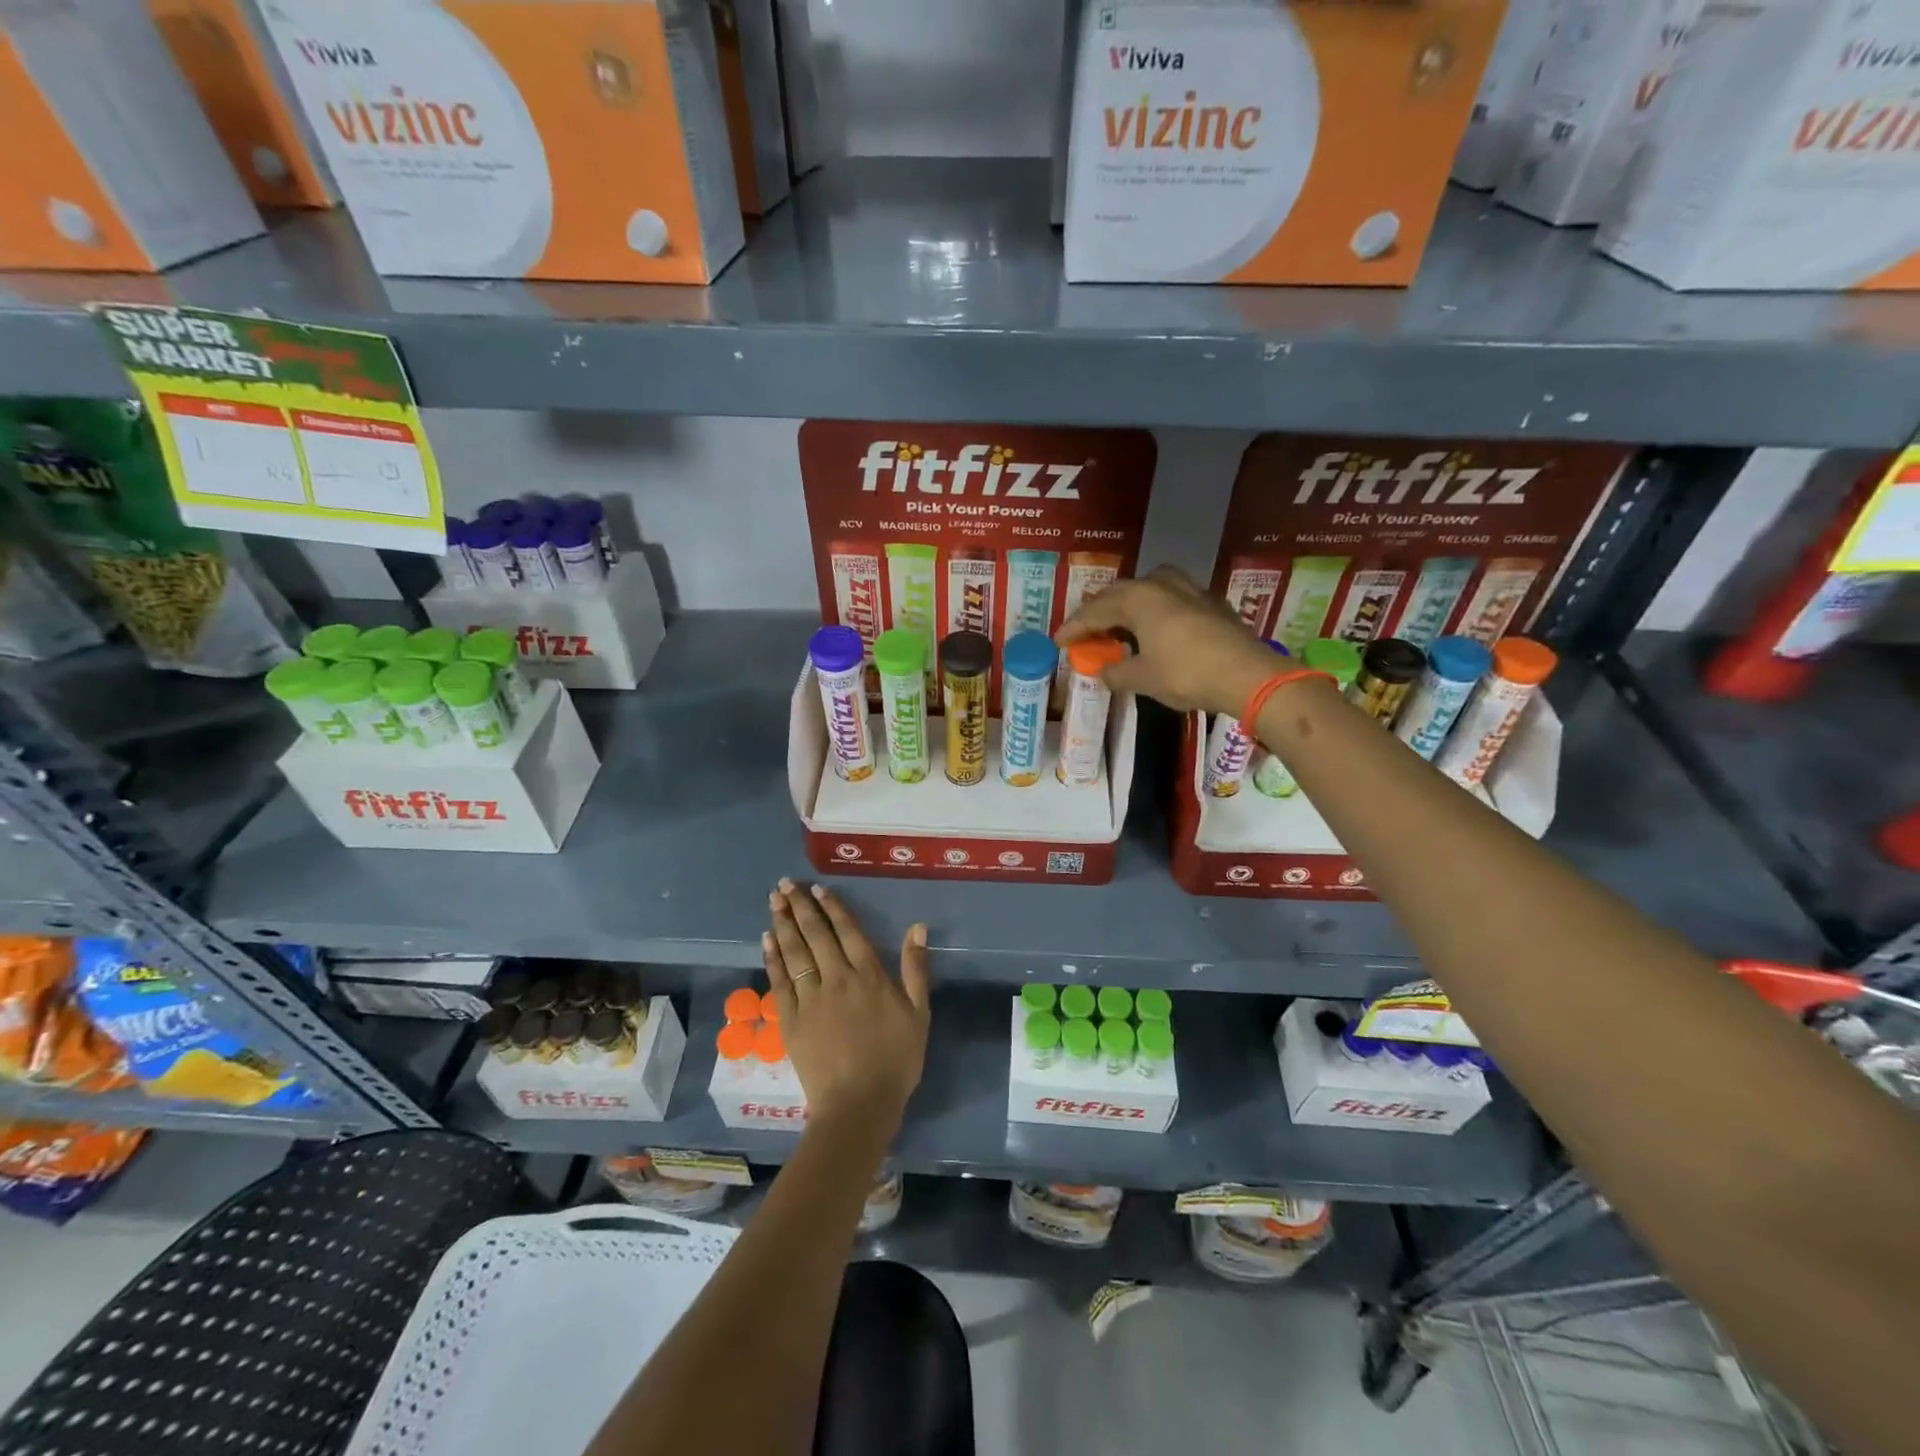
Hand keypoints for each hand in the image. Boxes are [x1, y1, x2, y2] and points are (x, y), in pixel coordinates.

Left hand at [764, 879, 929, 1135]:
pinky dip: (773, 958)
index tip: (818, 889)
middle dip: (800, 906)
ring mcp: (810, 999)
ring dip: (784, 923)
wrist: (859, 1104)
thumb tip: (918, 927)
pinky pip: (779, 982)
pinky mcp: (790, 1020)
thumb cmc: (895, 1060)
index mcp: (869, 975)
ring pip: (795, 952)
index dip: (832, 908)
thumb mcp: (918, 1013)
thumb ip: (915, 968)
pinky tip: (767, 939)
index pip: (847, 932)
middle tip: (785, 884)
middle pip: (816, 935)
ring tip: (774, 901)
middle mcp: (837, 979)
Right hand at [1057, 565, 1280, 717]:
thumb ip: (1116, 672)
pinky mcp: (1209, 602)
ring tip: (1118, 625)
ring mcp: (1189, 589)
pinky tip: (1154, 628)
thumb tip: (1104, 670)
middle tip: (1084, 632)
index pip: (1095, 610)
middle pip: (1119, 594)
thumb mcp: (1142, 679)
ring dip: (1128, 606)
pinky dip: (1153, 611)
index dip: (1074, 627)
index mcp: (1138, 598)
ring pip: (1147, 590)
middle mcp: (1161, 584)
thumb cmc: (1186, 674)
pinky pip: (1169, 599)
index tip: (1058, 641)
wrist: (1247, 675)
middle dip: (1099, 613)